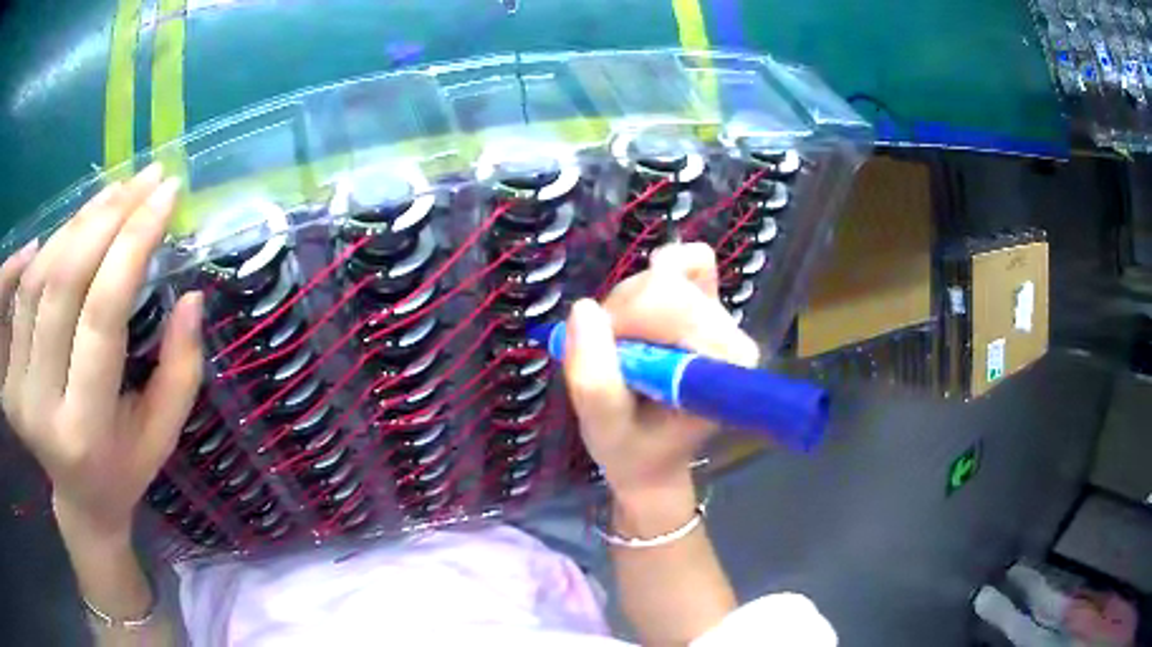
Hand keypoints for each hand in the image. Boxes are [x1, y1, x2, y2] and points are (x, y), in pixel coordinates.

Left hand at [0, 164, 203, 540]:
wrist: (78, 499)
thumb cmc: (125, 467)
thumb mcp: (164, 433)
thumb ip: (183, 368)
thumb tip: (192, 296)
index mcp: (84, 431)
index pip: (102, 316)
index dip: (132, 244)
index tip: (166, 195)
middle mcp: (40, 409)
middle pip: (63, 285)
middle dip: (105, 218)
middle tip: (144, 181)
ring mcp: (17, 389)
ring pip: (39, 277)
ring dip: (77, 223)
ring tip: (114, 196)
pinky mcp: (7, 374)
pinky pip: (20, 290)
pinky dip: (45, 245)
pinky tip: (73, 223)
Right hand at [563, 242, 759, 501]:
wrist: (652, 456)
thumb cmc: (633, 450)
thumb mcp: (604, 429)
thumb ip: (593, 379)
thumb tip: (583, 309)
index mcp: (723, 362)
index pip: (673, 304)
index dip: (627, 323)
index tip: (611, 362)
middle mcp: (732, 332)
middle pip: (666, 283)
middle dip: (622, 315)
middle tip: (610, 357)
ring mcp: (720, 313)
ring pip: (663, 270)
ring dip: (625, 306)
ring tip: (621, 350)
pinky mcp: (706, 301)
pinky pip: (681, 261)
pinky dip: (646, 282)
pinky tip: (638, 318)